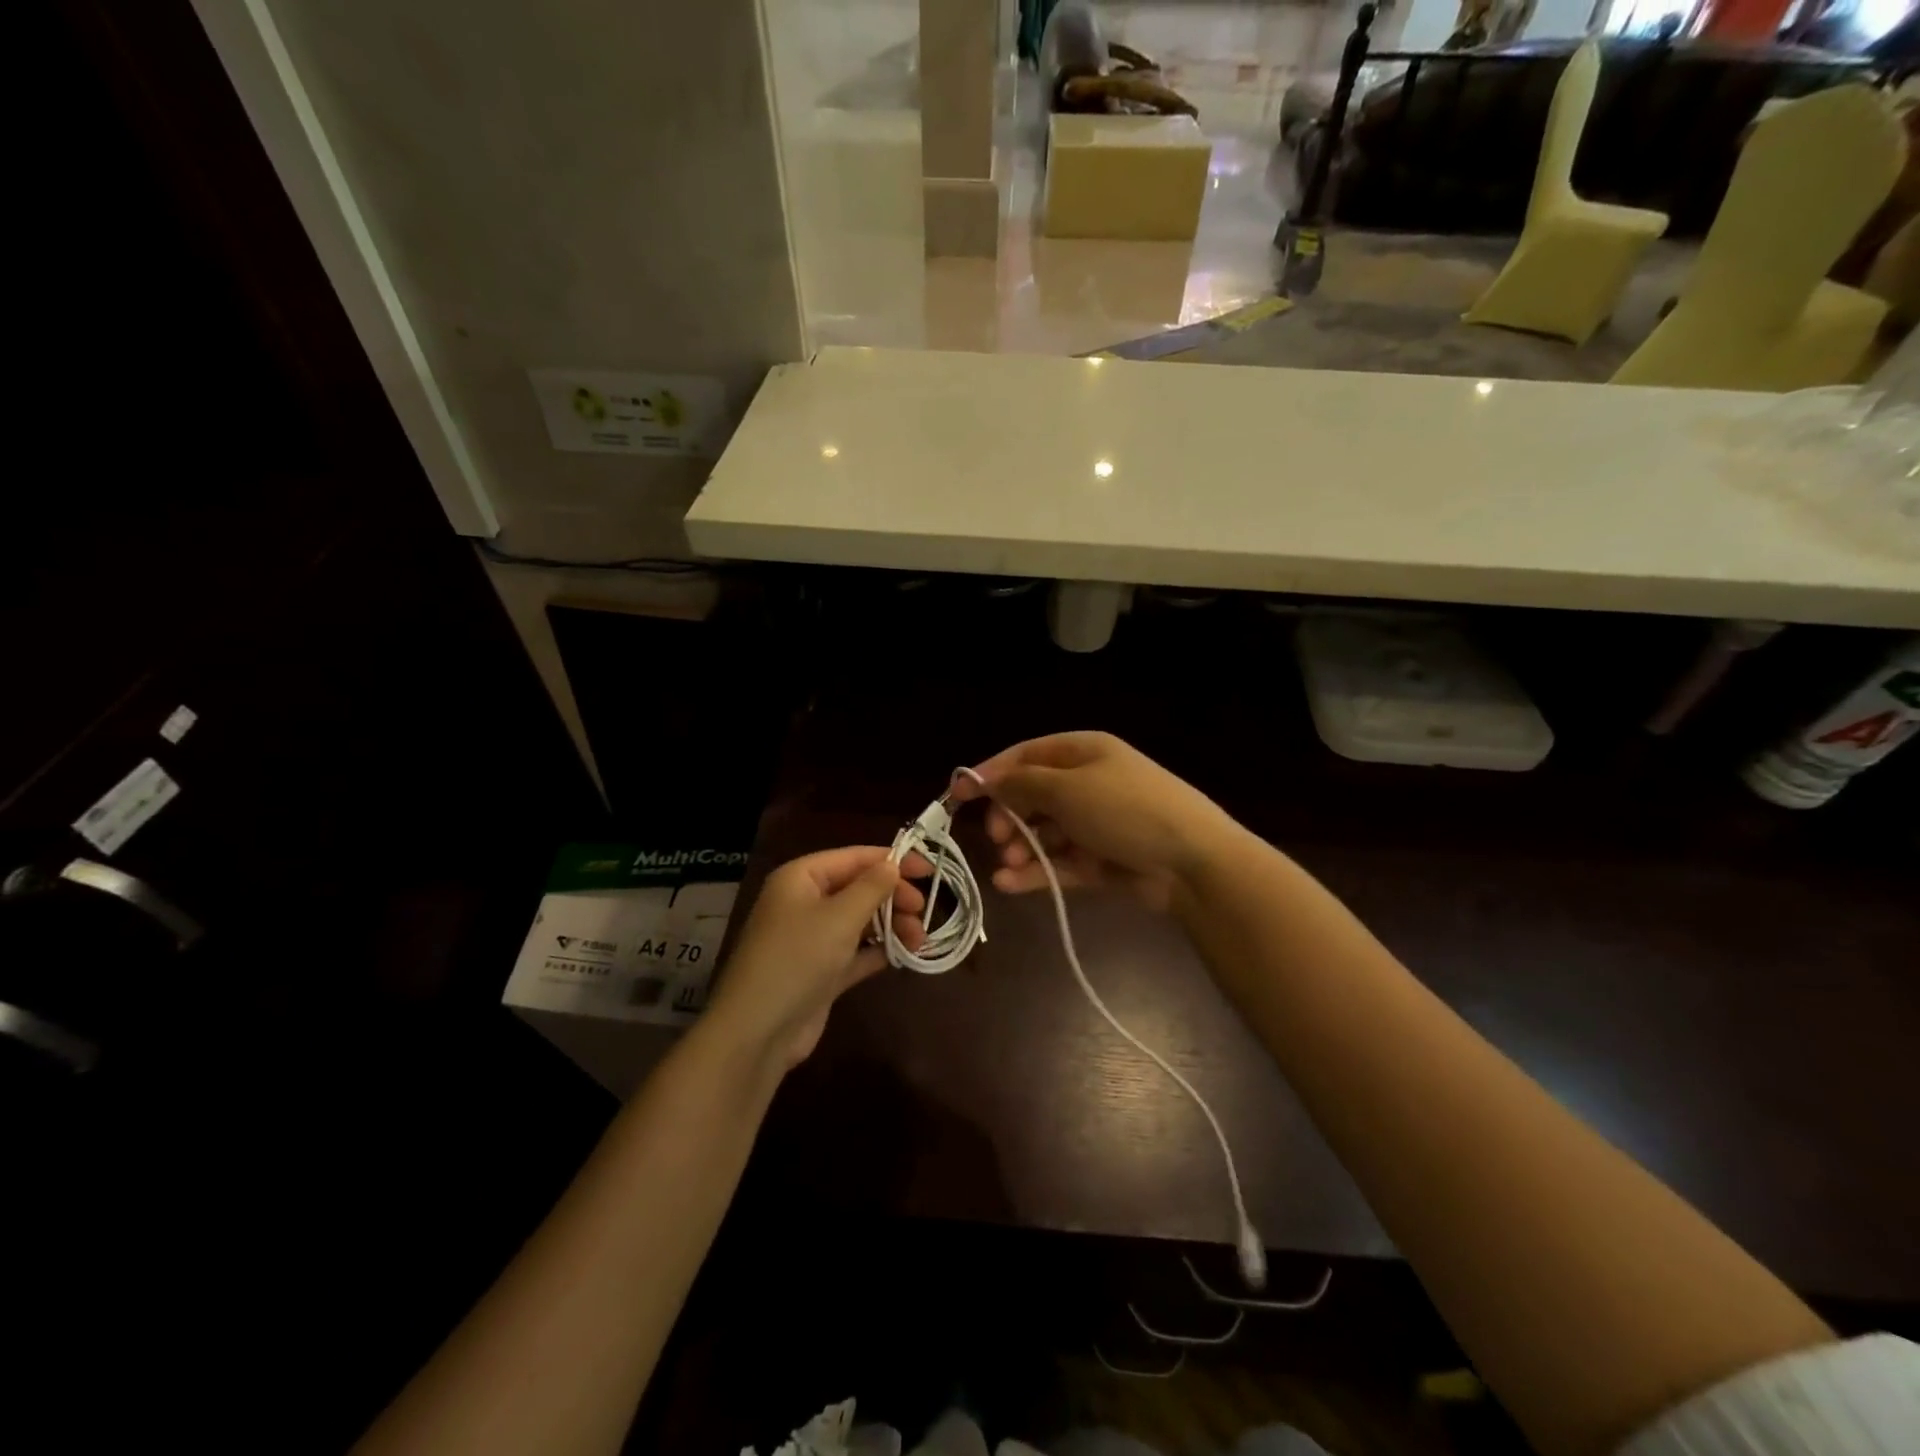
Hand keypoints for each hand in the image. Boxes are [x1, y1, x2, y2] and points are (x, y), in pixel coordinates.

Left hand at [705, 846, 928, 1070]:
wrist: (758, 1030)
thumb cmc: (798, 958)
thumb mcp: (840, 916)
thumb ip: (872, 887)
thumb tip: (892, 864)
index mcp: (801, 878)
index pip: (854, 858)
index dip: (893, 860)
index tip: (929, 870)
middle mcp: (805, 902)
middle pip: (858, 888)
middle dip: (893, 897)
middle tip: (922, 912)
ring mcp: (812, 939)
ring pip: (860, 921)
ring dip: (891, 925)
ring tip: (919, 940)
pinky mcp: (821, 971)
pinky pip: (856, 951)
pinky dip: (878, 950)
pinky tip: (904, 955)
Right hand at [949, 732, 1239, 910]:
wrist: (1192, 862)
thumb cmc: (1126, 810)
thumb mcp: (1068, 788)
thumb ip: (1022, 783)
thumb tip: (989, 780)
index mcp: (1083, 752)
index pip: (1026, 756)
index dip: (990, 773)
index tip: (958, 794)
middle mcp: (1087, 783)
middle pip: (1033, 795)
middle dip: (1010, 815)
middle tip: (998, 837)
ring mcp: (1096, 823)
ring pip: (1044, 832)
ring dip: (1022, 847)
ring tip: (1009, 863)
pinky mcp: (1101, 860)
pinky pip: (1059, 861)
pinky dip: (1035, 871)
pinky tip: (1009, 883)